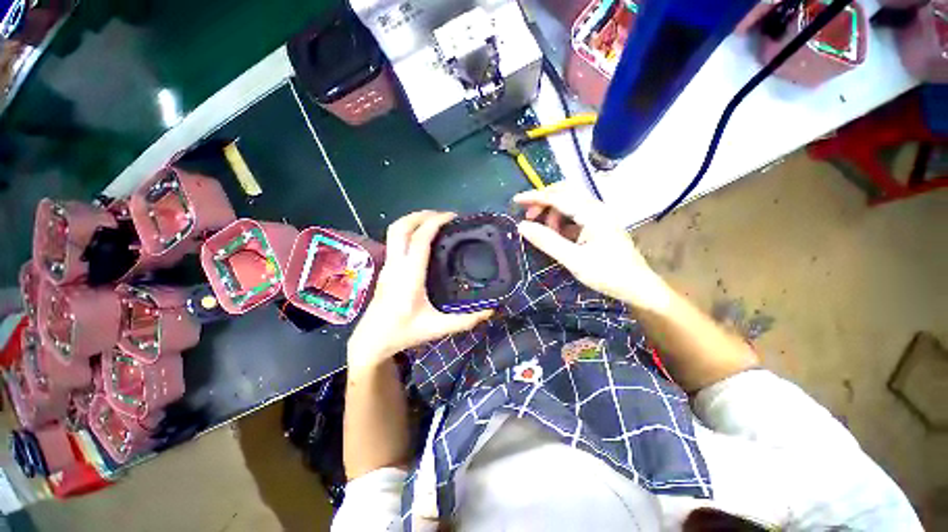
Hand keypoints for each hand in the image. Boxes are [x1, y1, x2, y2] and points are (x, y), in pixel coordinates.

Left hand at [347, 211, 492, 373]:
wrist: (372, 340)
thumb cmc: (403, 332)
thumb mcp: (437, 328)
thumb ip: (465, 320)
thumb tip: (490, 310)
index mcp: (409, 277)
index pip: (419, 240)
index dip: (435, 223)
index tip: (452, 216)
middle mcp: (396, 265)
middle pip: (400, 227)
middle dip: (421, 215)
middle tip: (443, 216)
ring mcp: (388, 265)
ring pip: (394, 232)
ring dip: (413, 220)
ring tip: (434, 221)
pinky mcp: (386, 268)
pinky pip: (395, 240)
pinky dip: (409, 231)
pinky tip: (423, 240)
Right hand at [514, 188, 670, 309]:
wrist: (638, 287)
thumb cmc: (607, 274)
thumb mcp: (573, 260)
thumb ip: (547, 241)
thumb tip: (522, 226)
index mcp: (592, 214)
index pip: (559, 197)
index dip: (535, 197)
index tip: (516, 200)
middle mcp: (596, 209)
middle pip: (565, 193)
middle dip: (543, 202)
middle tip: (529, 218)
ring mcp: (598, 217)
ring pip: (569, 204)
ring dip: (552, 213)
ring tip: (545, 233)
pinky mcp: (597, 226)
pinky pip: (574, 216)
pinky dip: (561, 222)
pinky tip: (557, 236)